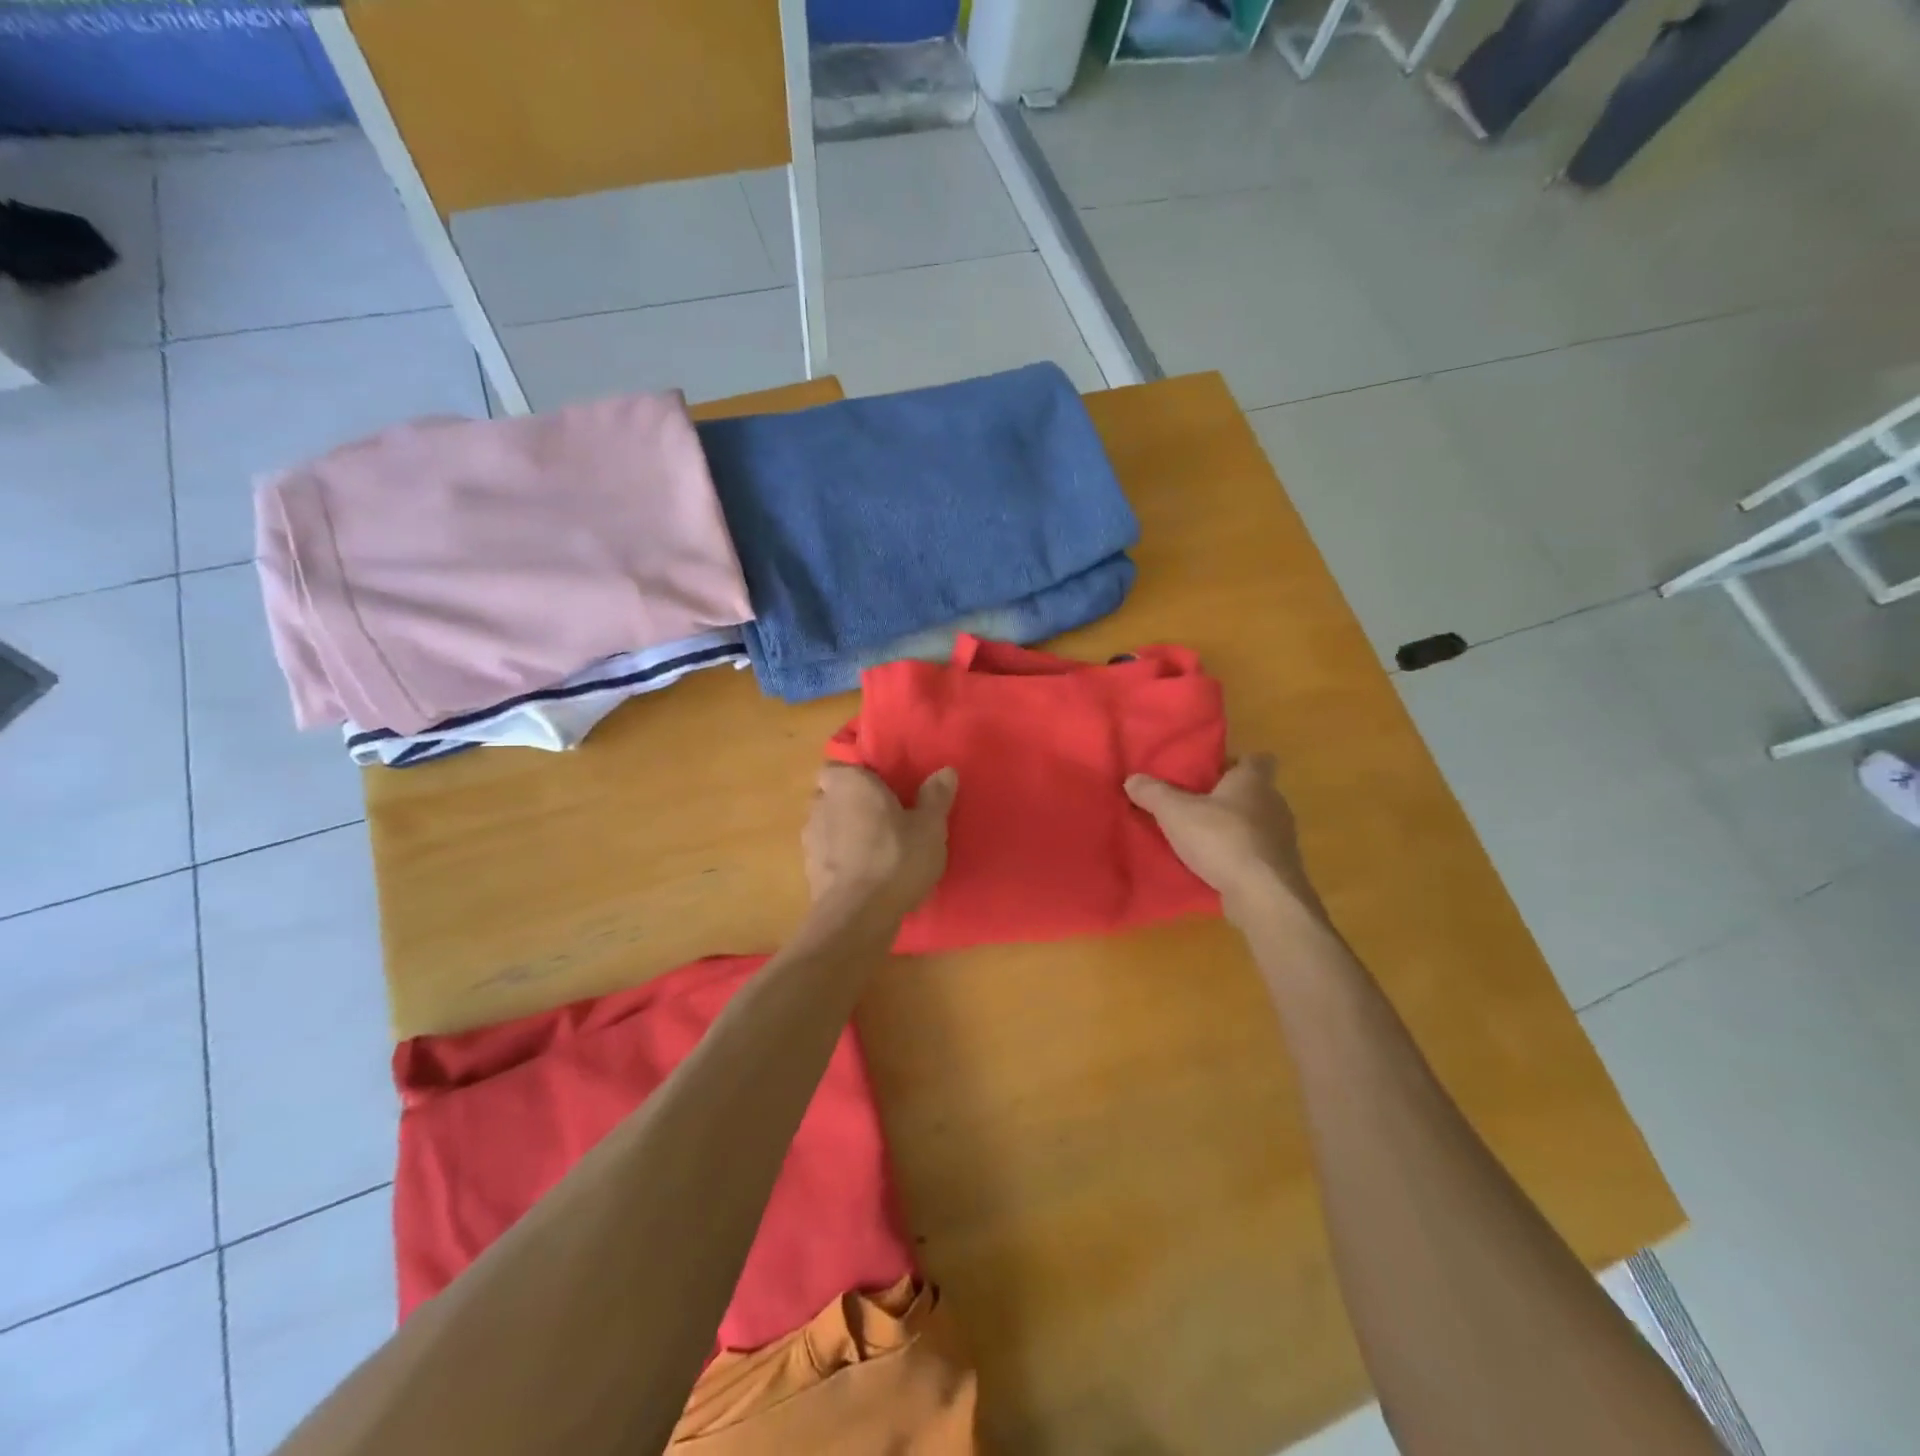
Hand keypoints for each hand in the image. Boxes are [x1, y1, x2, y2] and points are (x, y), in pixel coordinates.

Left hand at [803, 765, 957, 917]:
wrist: (857, 916)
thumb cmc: (895, 858)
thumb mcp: (929, 827)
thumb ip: (936, 796)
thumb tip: (945, 771)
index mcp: (849, 782)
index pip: (840, 764)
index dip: (857, 773)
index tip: (880, 785)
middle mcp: (822, 803)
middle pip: (833, 793)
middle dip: (851, 801)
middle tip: (882, 814)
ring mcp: (810, 838)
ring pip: (827, 823)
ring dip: (844, 830)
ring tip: (874, 846)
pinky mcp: (809, 870)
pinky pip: (827, 853)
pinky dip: (840, 857)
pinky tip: (863, 872)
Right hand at [1125, 754, 1323, 924]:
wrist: (1263, 895)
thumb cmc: (1222, 839)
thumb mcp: (1176, 813)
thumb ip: (1154, 794)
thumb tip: (1132, 779)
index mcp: (1254, 782)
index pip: (1257, 759)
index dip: (1236, 762)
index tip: (1213, 772)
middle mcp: (1275, 804)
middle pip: (1254, 792)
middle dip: (1227, 798)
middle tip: (1195, 805)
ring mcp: (1282, 838)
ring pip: (1256, 824)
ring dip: (1233, 829)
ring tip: (1201, 838)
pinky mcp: (1279, 868)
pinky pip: (1256, 853)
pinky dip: (1239, 856)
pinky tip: (1215, 866)